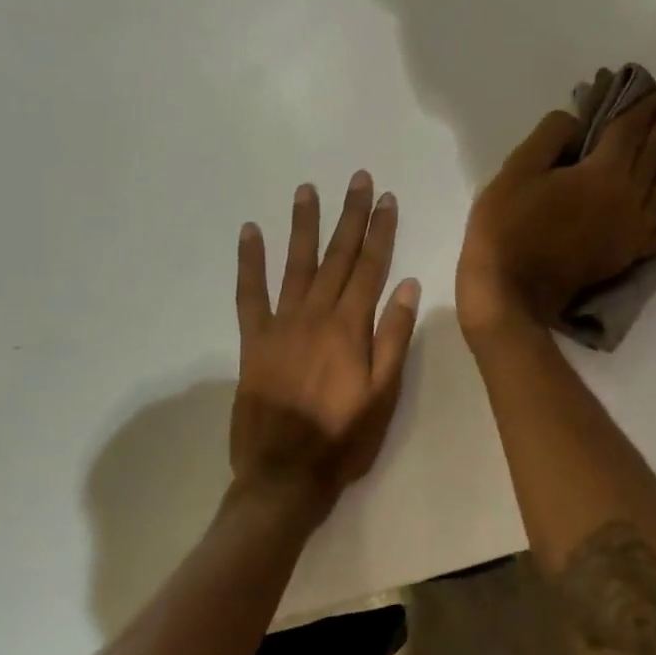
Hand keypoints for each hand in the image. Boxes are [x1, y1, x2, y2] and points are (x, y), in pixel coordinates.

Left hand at [228, 172, 421, 524]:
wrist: (284, 475)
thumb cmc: (344, 439)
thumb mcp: (384, 394)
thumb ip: (394, 337)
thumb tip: (406, 284)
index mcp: (350, 328)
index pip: (370, 267)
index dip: (381, 231)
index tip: (387, 198)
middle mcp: (316, 315)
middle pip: (337, 256)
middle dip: (350, 215)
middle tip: (358, 179)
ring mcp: (280, 325)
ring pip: (296, 264)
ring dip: (304, 225)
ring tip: (308, 190)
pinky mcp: (253, 341)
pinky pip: (249, 294)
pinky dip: (249, 262)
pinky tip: (250, 232)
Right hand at [457, 93, 655, 338]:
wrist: (512, 289)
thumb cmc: (508, 227)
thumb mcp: (516, 171)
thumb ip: (549, 138)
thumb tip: (575, 120)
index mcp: (600, 172)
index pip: (629, 130)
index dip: (645, 108)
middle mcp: (627, 196)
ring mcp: (634, 227)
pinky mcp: (632, 251)